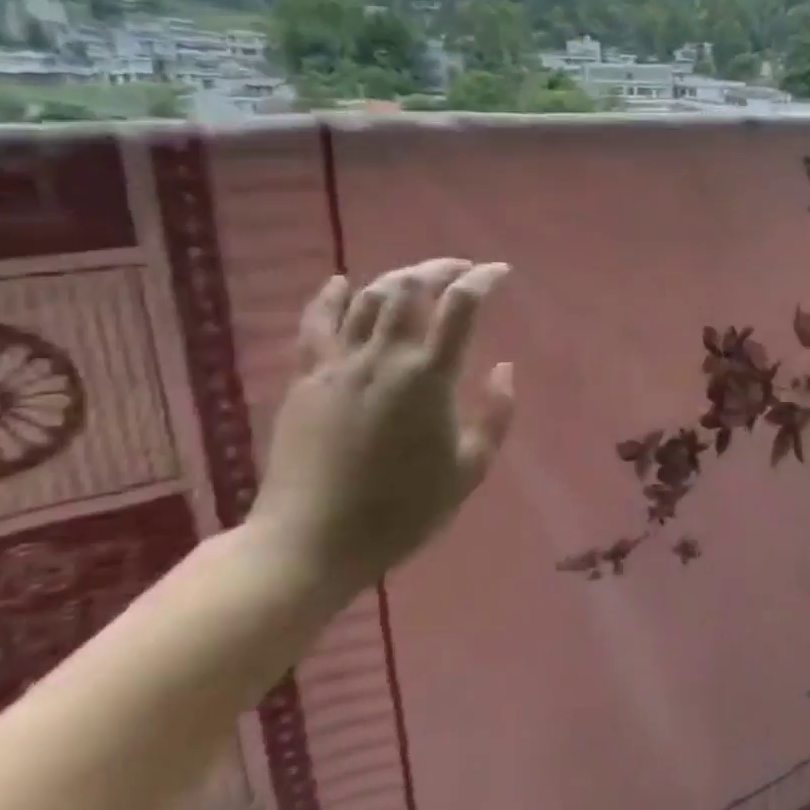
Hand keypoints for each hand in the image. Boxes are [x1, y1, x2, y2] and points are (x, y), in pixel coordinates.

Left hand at [250, 258, 515, 596]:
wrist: (310, 541)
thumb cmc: (403, 510)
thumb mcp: (470, 469)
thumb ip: (496, 415)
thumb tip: (504, 368)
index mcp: (429, 378)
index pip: (460, 307)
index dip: (483, 280)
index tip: (500, 273)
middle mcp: (384, 358)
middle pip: (409, 288)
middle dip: (440, 268)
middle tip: (462, 269)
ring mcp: (339, 366)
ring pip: (367, 299)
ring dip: (397, 278)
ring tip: (418, 278)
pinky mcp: (306, 380)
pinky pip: (316, 325)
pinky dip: (330, 298)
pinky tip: (341, 282)